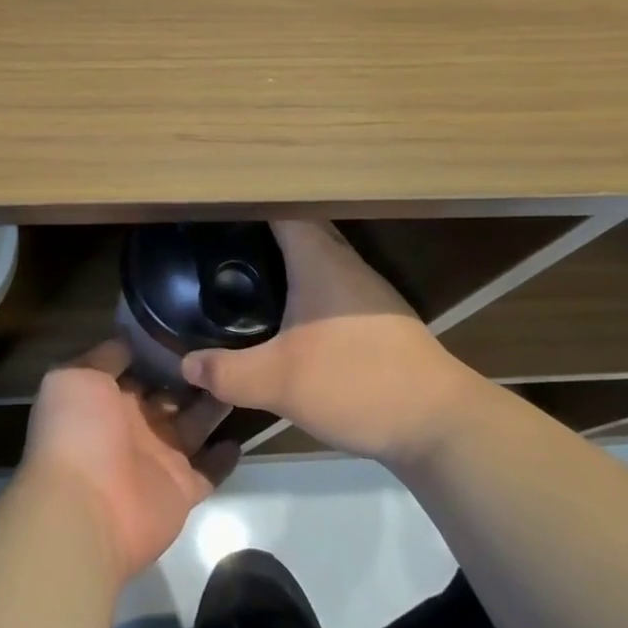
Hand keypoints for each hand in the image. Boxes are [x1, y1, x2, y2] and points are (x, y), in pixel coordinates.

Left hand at [22, 340, 239, 582]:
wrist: (84, 509)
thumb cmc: (77, 432)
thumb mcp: (77, 376)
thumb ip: (105, 356)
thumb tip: (129, 337)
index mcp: (106, 397)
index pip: (137, 368)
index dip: (159, 349)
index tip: (189, 325)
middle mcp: (133, 425)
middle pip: (169, 395)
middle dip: (192, 375)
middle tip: (226, 347)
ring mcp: (158, 458)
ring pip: (193, 425)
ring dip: (213, 405)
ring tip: (242, 376)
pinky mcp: (182, 489)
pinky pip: (209, 471)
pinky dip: (224, 456)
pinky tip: (245, 430)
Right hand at [180, 220, 479, 469]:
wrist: (440, 425)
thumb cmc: (356, 382)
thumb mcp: (279, 382)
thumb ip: (227, 372)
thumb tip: (186, 364)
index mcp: (320, 260)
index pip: (282, 209)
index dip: (250, 202)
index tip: (218, 206)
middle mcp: (346, 264)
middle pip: (301, 229)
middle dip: (263, 230)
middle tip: (221, 240)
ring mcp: (368, 292)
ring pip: (319, 259)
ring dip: (287, 259)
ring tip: (247, 270)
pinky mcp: (381, 320)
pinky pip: (333, 286)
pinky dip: (307, 288)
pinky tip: (290, 315)